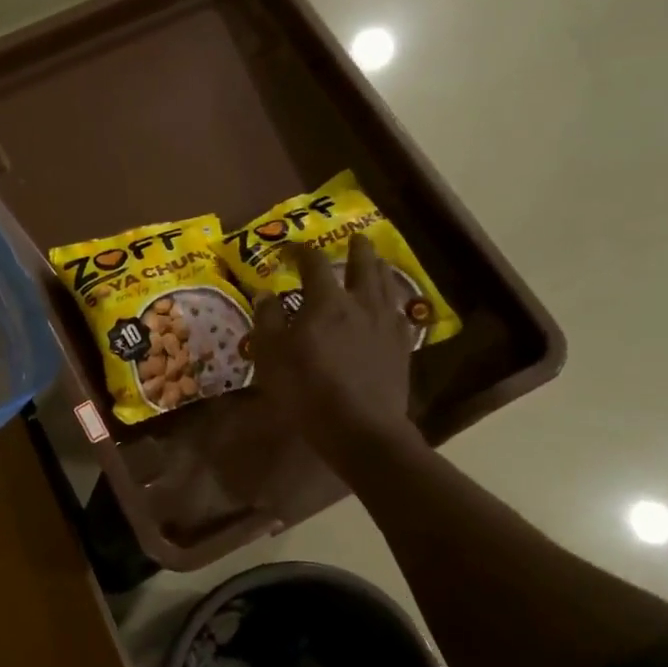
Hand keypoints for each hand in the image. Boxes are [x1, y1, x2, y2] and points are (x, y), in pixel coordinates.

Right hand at [251, 239, 424, 472]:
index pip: (314, 263)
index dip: (301, 251)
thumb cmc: (307, 390)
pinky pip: (400, 315)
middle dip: (357, 249)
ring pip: (386, 285)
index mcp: (326, 302)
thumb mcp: (272, 356)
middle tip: (355, 238)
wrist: (361, 427)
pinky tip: (391, 308)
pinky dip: (392, 303)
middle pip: (363, 265)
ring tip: (376, 263)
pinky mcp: (402, 348)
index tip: (290, 247)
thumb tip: (265, 293)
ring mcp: (387, 325)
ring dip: (380, 269)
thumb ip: (267, 320)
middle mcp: (361, 304)